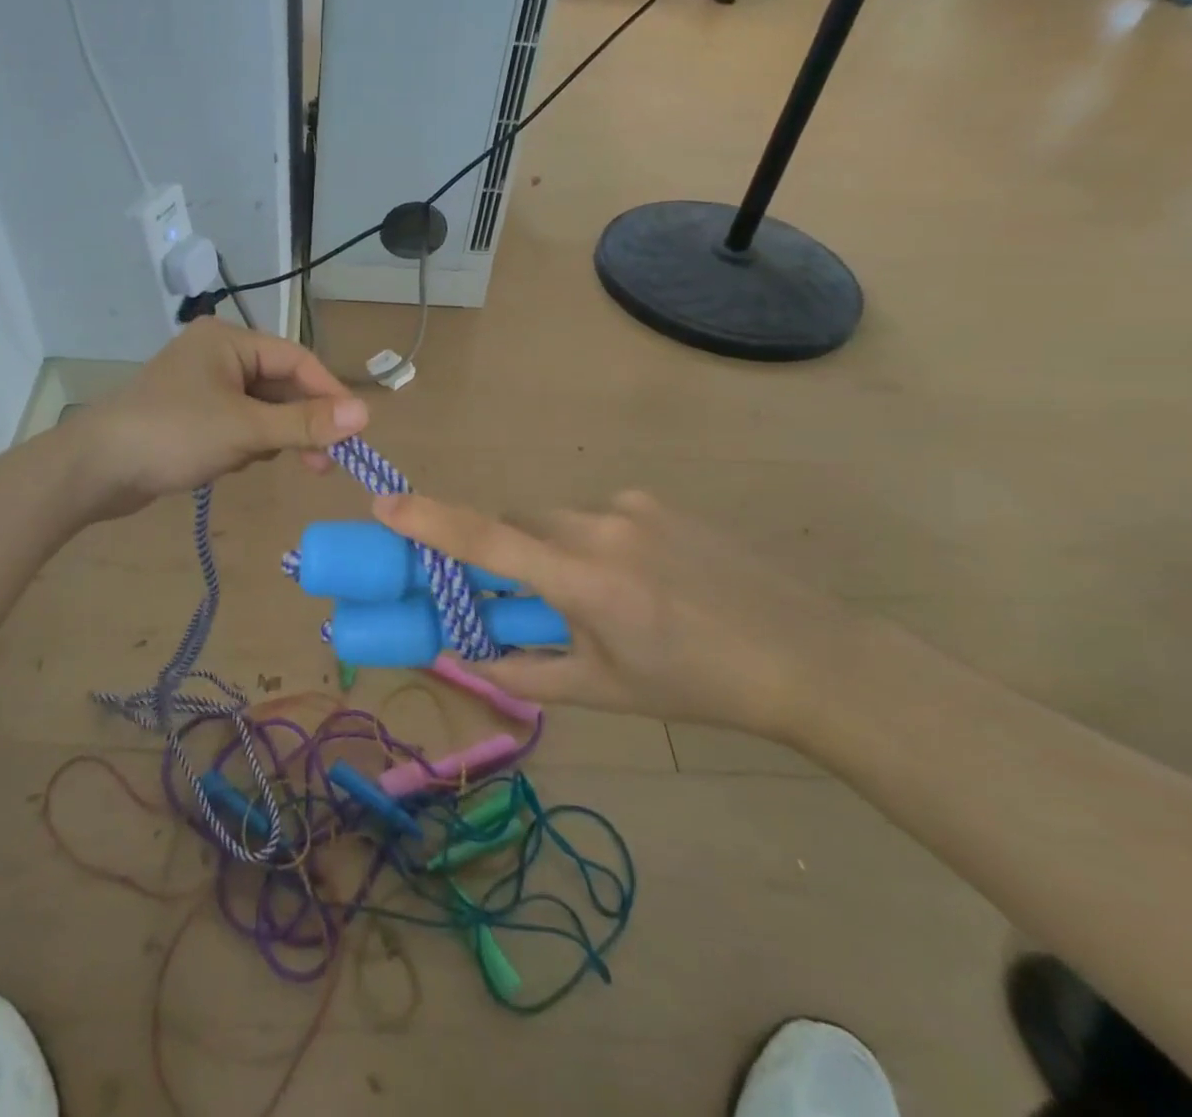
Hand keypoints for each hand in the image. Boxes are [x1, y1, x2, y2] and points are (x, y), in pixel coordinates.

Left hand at [72, 318, 367, 517]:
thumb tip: (366, 413)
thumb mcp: (246, 429)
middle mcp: (218, 355)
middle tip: (324, 464)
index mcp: (230, 341)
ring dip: (271, 437)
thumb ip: (305, 422)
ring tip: (263, 462)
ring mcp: (202, 386)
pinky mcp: (191, 415)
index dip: (329, 394)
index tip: (355, 431)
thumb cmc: (173, 435)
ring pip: (261, 409)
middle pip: (280, 385)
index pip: (297, 360)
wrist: (96, 469)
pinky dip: (245, 444)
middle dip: (300, 423)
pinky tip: (231, 463)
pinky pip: (238, 424)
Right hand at [374, 489, 864, 736]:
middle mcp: (598, 526)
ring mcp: (632, 506)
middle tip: (514, 595)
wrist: (807, 655)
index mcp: (582, 579)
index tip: (384, 503)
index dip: (430, 519)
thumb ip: (524, 672)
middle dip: (502, 552)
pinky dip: (592, 542)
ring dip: (550, 550)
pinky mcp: (658, 501)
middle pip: (517, 523)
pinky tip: (638, 580)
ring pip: (556, 518)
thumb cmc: (696, 685)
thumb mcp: (603, 690)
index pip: (487, 539)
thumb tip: (466, 655)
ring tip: (595, 598)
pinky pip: (598, 515)